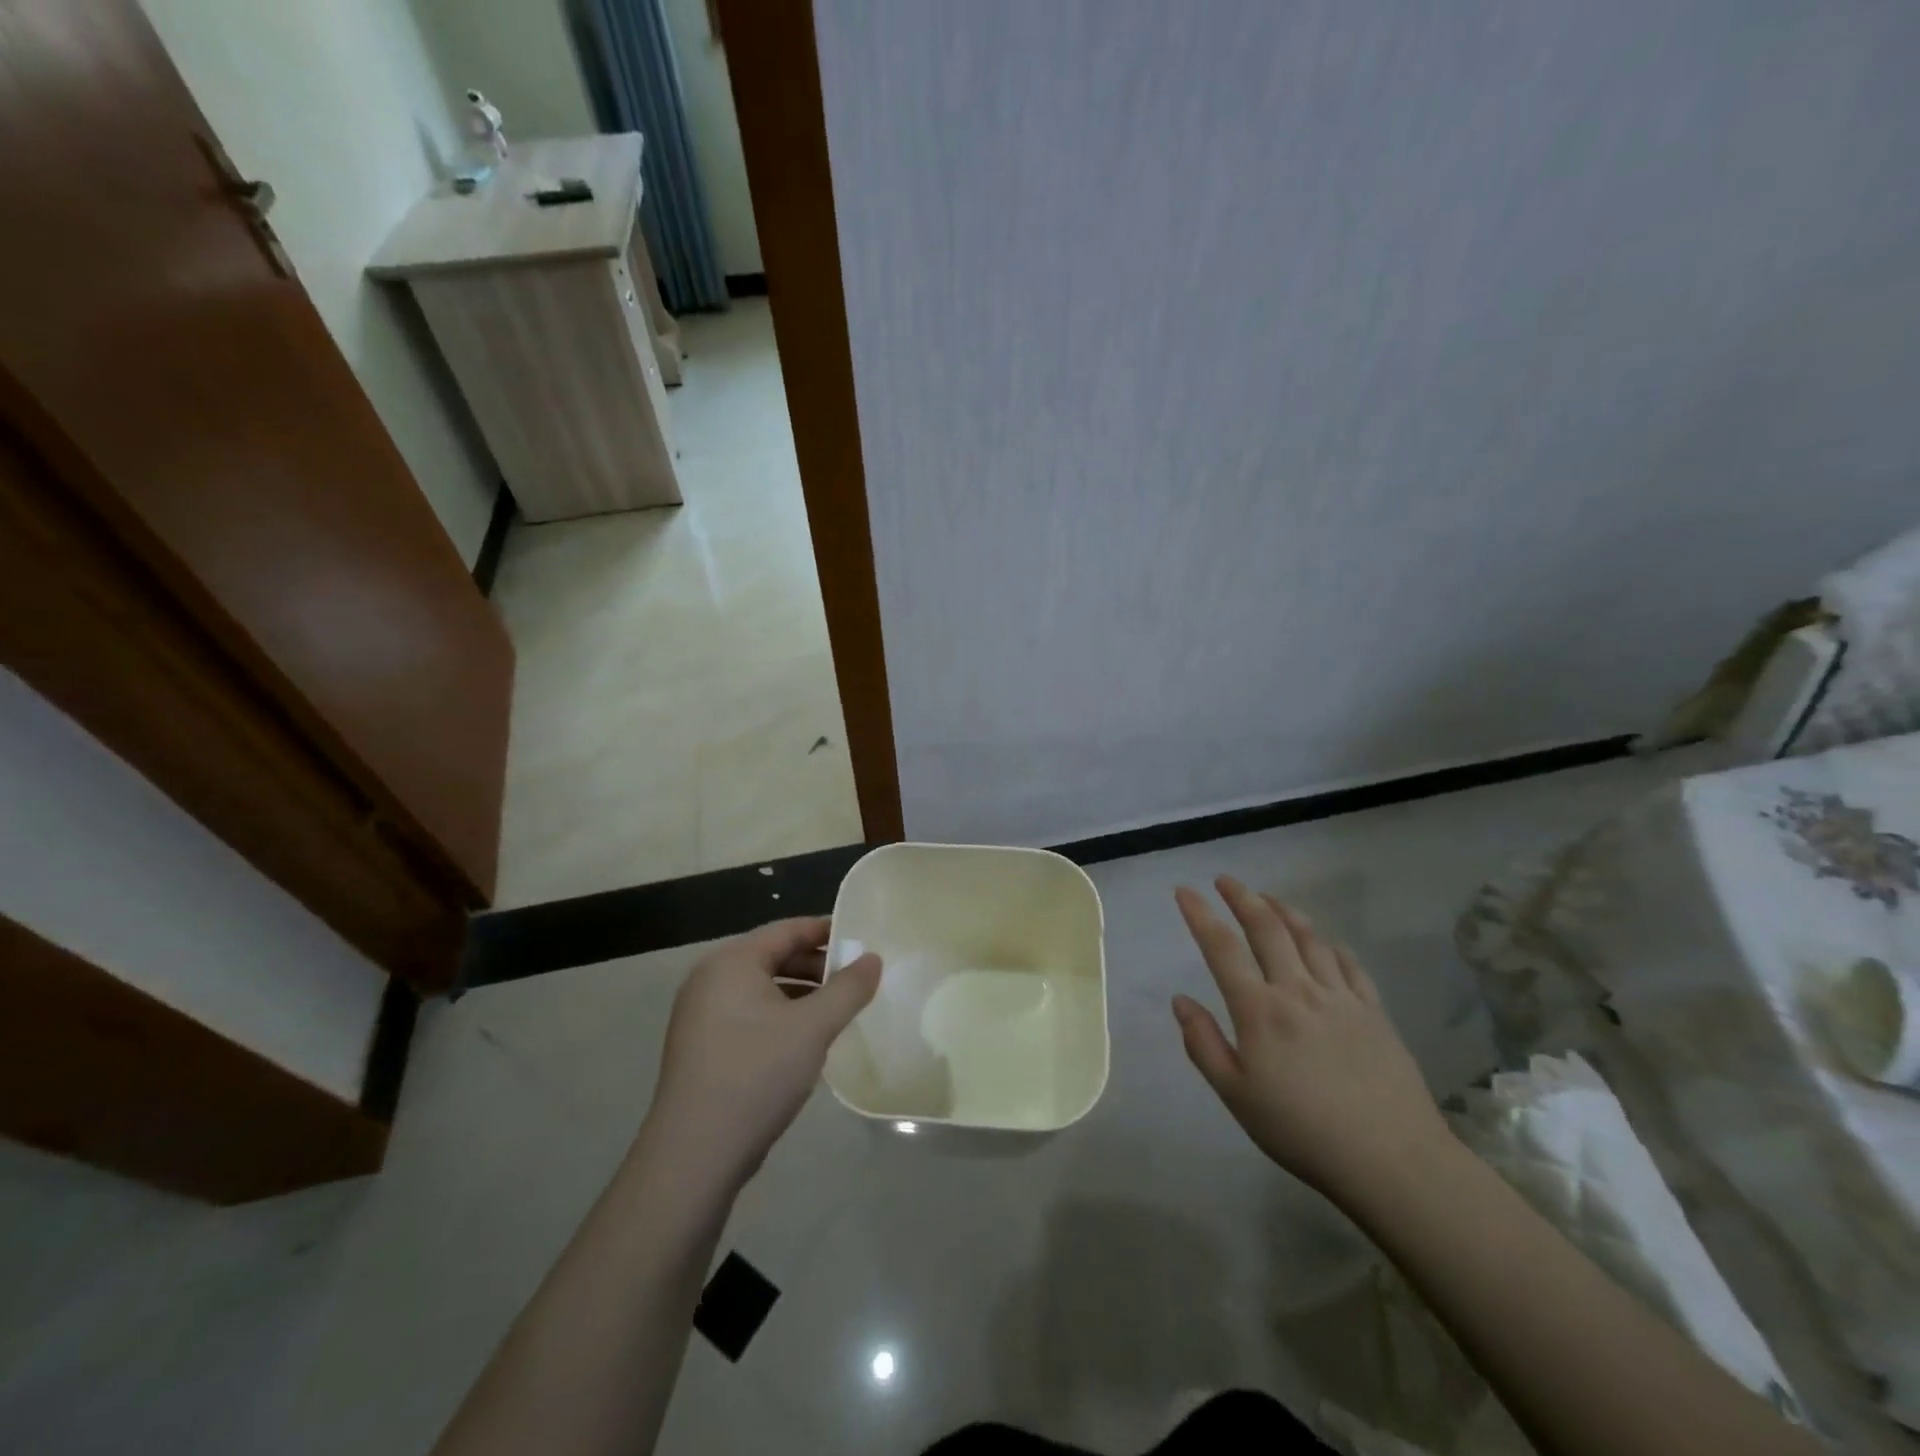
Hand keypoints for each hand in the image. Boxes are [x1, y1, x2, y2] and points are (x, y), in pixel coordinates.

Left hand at [644, 918, 880, 1192]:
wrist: (695, 1155)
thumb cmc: (757, 1074)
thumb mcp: (813, 1027)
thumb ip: (848, 988)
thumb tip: (873, 958)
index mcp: (731, 962)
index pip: (786, 930)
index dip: (826, 930)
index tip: (862, 939)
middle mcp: (710, 979)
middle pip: (773, 956)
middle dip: (816, 964)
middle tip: (856, 978)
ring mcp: (701, 1015)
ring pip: (762, 988)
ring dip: (802, 993)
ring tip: (838, 1009)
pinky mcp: (702, 1047)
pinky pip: (750, 1014)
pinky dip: (781, 1016)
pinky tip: (806, 1040)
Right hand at [1171, 877, 1452, 1202]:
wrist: (1392, 1160)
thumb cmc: (1302, 1131)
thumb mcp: (1236, 1096)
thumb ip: (1203, 1045)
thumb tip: (1180, 1001)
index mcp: (1259, 1010)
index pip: (1222, 948)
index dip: (1200, 914)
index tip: (1184, 890)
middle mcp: (1298, 990)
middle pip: (1267, 928)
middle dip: (1243, 897)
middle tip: (1226, 880)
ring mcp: (1341, 998)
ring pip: (1309, 937)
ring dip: (1284, 910)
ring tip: (1268, 897)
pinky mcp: (1374, 1012)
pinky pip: (1348, 963)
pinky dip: (1329, 944)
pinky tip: (1324, 941)